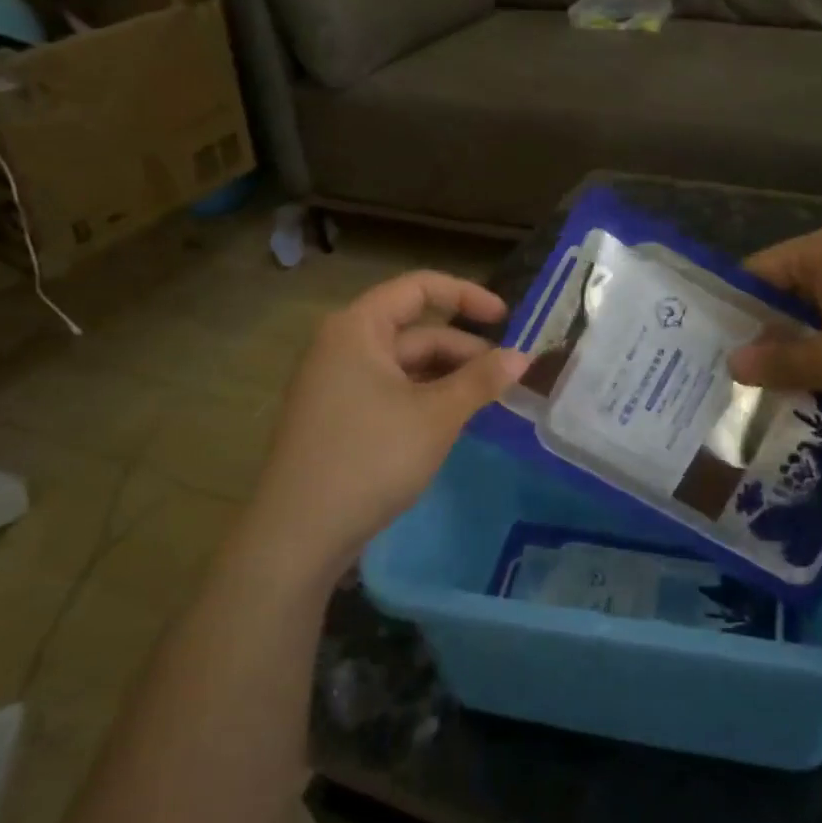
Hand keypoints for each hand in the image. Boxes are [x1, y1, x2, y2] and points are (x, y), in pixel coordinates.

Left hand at [251, 271, 528, 573]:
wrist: (298, 534)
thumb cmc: (371, 458)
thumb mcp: (437, 416)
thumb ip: (481, 380)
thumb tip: (523, 357)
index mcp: (358, 328)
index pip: (418, 288)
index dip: (466, 296)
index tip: (506, 318)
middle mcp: (342, 346)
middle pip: (415, 331)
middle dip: (464, 350)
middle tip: (508, 377)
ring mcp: (335, 383)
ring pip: (405, 365)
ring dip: (448, 377)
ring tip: (487, 401)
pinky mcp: (337, 417)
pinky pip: (390, 390)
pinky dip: (424, 397)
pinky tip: (451, 421)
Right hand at [727, 222, 821, 433]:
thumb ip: (776, 361)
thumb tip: (732, 361)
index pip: (756, 273)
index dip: (733, 313)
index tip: (715, 355)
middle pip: (787, 291)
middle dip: (768, 335)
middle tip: (744, 381)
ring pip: (820, 309)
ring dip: (803, 346)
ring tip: (783, 389)